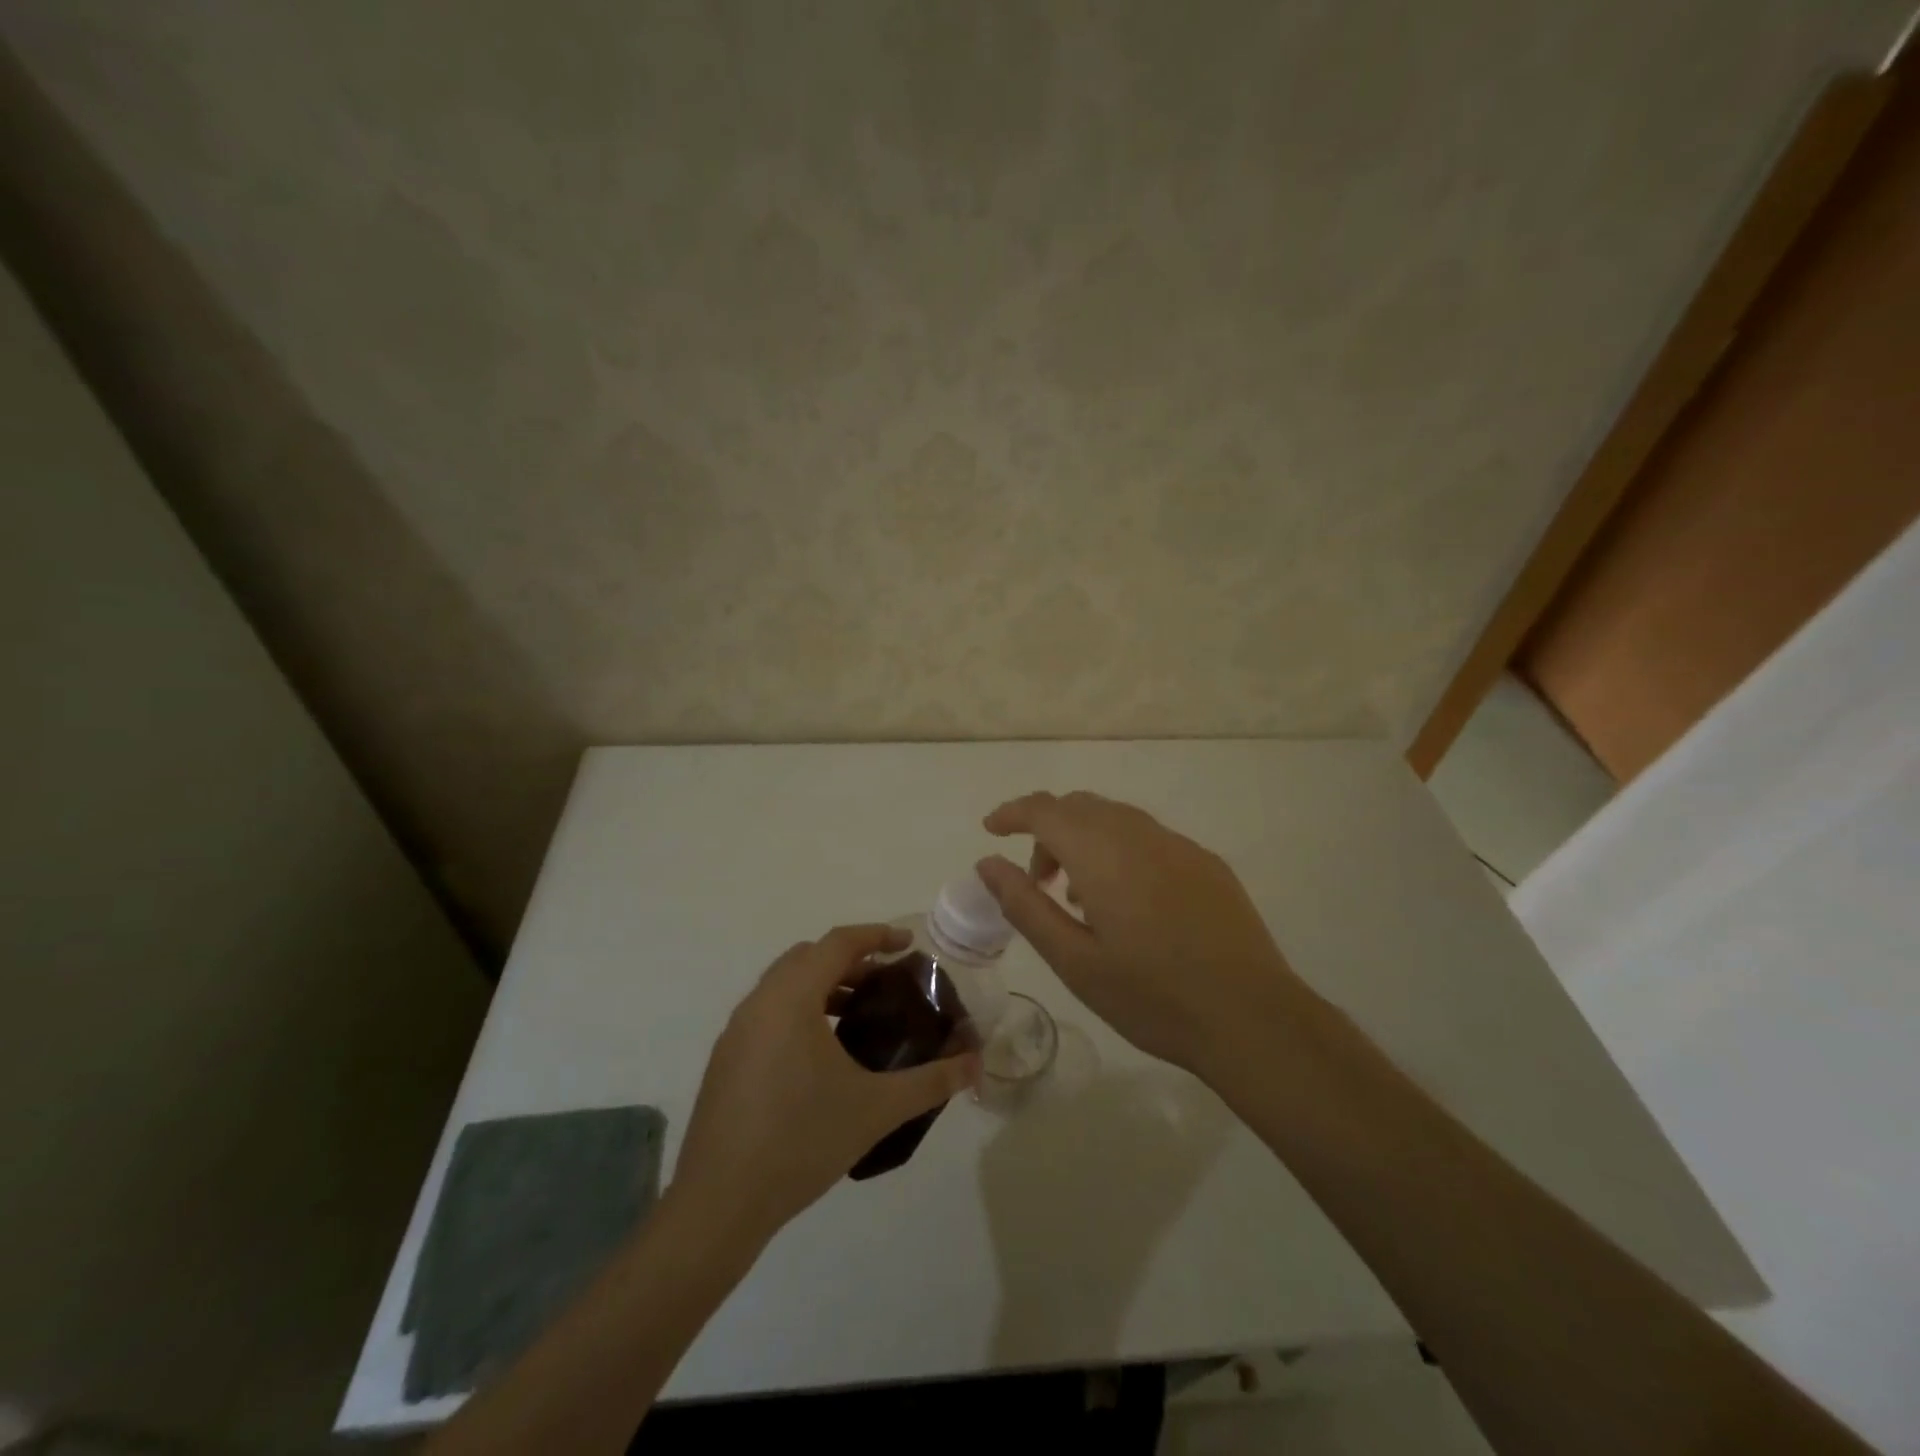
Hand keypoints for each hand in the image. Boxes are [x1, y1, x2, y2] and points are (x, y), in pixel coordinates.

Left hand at [671, 924, 980, 1243]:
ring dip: (823, 985)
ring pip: (784, 985)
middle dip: (850, 960)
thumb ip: (931, 1081)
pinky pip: (768, 1012)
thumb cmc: (801, 1141)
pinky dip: (800, 1010)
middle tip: (886, 981)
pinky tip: (822, 1054)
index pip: (838, 943)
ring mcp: (736, 1031)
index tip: (908, 944)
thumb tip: (976, 1064)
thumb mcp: (876, 1108)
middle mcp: (759, 1002)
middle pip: (808, 957)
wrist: (719, 1204)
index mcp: (791, 998)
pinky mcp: (726, 1059)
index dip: (876, 935)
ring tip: (859, 1015)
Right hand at [976, 791, 1307, 1076]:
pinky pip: (1148, 838)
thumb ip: (1025, 905)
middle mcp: (1140, 834)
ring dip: (1084, 840)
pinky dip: (1120, 851)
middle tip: (1037, 881)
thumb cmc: (1152, 996)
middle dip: (1047, 830)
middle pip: (1080, 806)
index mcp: (1102, 853)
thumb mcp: (1074, 960)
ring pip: (1116, 818)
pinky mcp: (1207, 863)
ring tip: (1079, 897)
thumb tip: (988, 863)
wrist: (1252, 1018)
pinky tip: (1129, 902)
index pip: (1045, 809)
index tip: (991, 829)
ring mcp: (1179, 845)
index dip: (1013, 812)